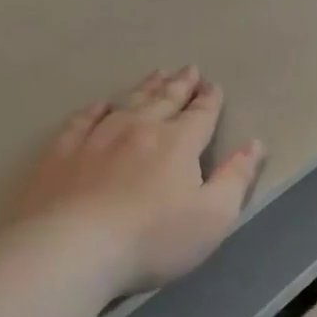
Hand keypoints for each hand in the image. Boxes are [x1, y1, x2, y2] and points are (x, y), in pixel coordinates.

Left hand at [14, 67, 263, 295]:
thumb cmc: (153, 238)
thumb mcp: (214, 216)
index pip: (200, 115)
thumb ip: (236, 178)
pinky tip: (100, 104)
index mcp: (177, 143)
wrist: (74, 247)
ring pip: (126, 102)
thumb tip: (254, 144)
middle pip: (164, 100)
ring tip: (156, 75)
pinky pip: (83, 120)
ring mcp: (97, 137)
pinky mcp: (62, 152)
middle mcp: (139, 129)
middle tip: (188, 69)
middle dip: (180, 84)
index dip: (209, 100)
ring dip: (145, 87)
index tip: (213, 86)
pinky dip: (96, 108)